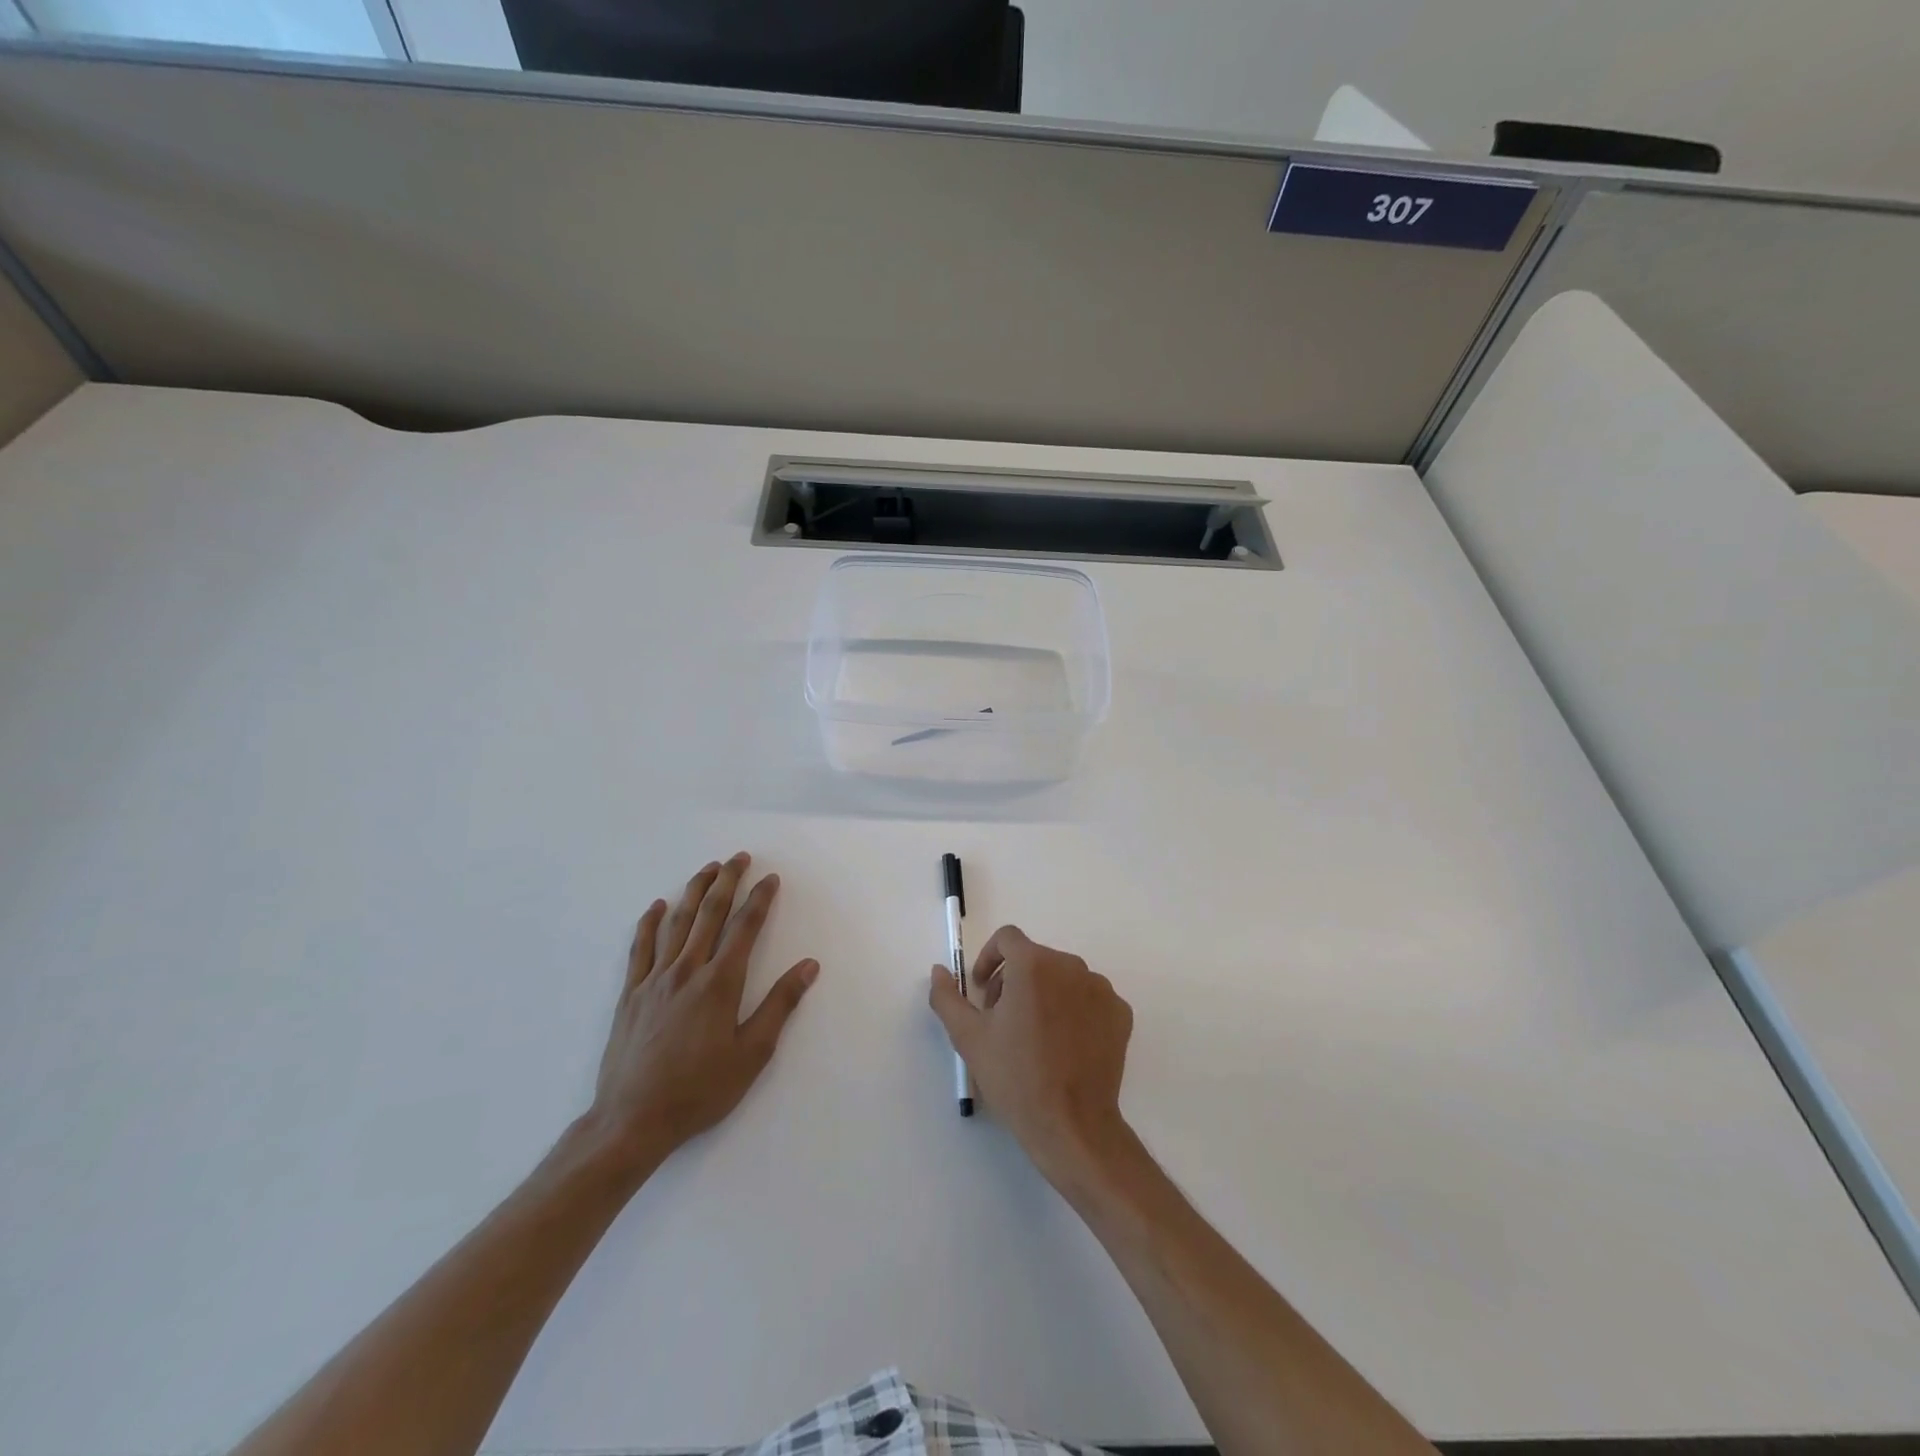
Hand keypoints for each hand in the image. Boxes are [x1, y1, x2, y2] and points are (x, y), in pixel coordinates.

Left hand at [586, 853, 818, 1171]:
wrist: (632, 1120)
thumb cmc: (700, 1090)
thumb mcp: (752, 1054)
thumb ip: (780, 1005)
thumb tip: (808, 966)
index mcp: (720, 983)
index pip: (745, 928)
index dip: (760, 899)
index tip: (771, 879)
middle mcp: (687, 970)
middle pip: (709, 913)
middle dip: (727, 881)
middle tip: (739, 858)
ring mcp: (654, 979)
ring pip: (677, 922)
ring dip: (694, 891)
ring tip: (707, 868)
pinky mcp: (630, 994)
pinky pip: (640, 947)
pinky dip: (650, 922)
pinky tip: (658, 906)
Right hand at [929, 925, 1132, 1181]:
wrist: (1072, 1125)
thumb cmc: (1016, 1077)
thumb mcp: (969, 1037)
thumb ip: (948, 997)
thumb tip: (939, 970)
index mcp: (1033, 965)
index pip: (1007, 938)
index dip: (989, 958)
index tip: (982, 990)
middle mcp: (1071, 966)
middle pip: (1035, 959)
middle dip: (1013, 981)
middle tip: (1002, 1020)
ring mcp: (1101, 989)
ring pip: (1063, 978)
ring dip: (1044, 994)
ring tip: (1034, 1036)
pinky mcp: (1120, 1013)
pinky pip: (1089, 998)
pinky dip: (1073, 1011)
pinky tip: (1063, 1046)